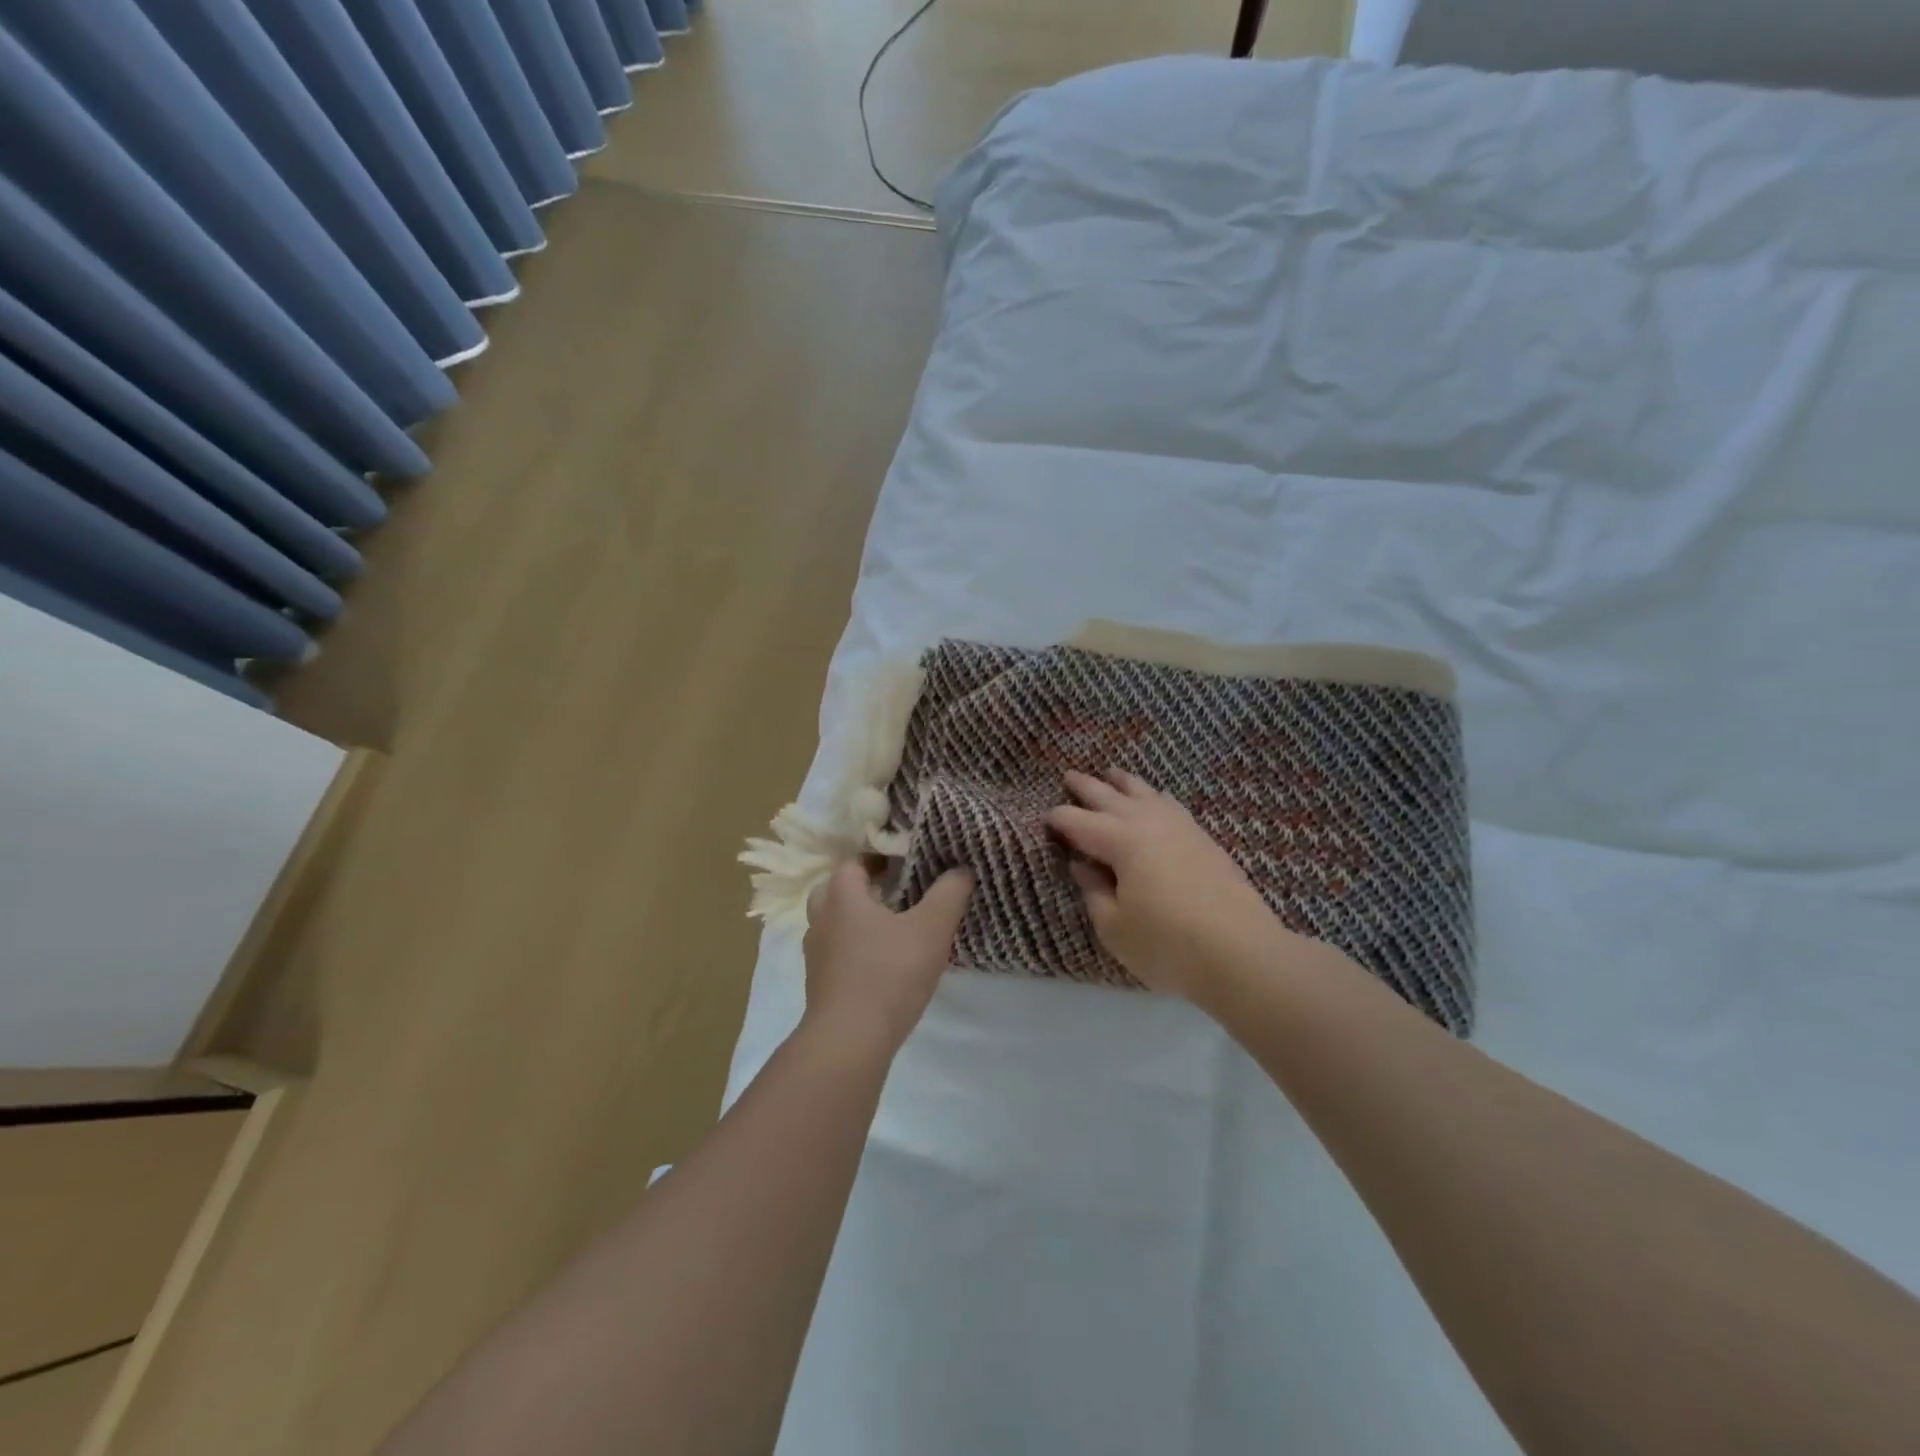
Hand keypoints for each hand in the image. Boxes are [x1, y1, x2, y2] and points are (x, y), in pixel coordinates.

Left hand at [801, 861, 974, 1056]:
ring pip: (834, 924)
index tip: (907, 863)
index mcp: (842, 896)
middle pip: (837, 891)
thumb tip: (961, 869)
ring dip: (858, 921)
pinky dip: (855, 951)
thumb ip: (949, 893)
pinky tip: (883, 964)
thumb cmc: (889, 973)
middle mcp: (822, 919)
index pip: (854, 862)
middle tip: (897, 893)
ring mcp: (816, 954)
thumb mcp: (932, 928)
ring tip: (893, 929)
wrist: (849, 1041)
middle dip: (864, 889)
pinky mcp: (820, 985)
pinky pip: (837, 954)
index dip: (880, 858)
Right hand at [1048, 769, 1293, 1001]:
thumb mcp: (1115, 927)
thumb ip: (1094, 892)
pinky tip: (1156, 800)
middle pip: (1110, 797)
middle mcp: (1148, 823)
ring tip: (1112, 773)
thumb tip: (1082, 865)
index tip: (1044, 819)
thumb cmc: (1167, 944)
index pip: (1079, 822)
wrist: (1241, 952)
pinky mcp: (1204, 840)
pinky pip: (1170, 805)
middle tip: (1069, 776)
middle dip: (1086, 787)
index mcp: (1120, 841)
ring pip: (1145, 793)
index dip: (1059, 820)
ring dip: (1124, 783)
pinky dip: (1154, 797)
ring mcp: (1181, 828)